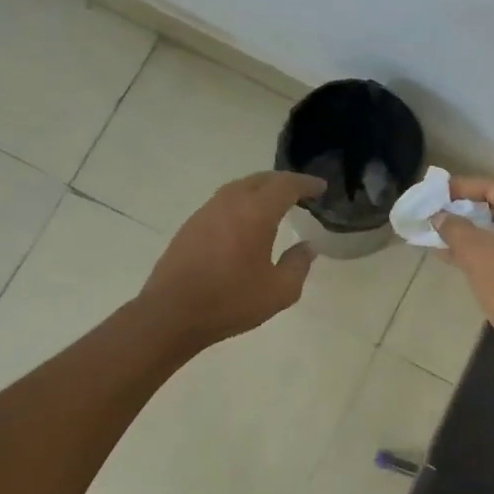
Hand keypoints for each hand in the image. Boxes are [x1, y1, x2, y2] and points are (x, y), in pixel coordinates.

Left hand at [138, 170, 325, 348]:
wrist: (172, 313)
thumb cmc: (231, 301)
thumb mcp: (279, 291)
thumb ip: (298, 265)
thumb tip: (307, 247)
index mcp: (255, 212)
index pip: (286, 186)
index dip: (306, 184)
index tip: (321, 188)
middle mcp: (230, 202)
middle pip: (261, 179)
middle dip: (283, 182)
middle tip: (301, 193)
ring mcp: (206, 212)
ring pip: (239, 188)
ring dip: (260, 191)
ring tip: (275, 205)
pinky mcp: (191, 225)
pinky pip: (223, 203)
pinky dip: (242, 204)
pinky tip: (246, 223)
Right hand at [436, 178, 493, 378]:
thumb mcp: (476, 252)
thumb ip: (455, 228)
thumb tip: (439, 216)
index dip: (464, 187)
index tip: (437, 190)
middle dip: (467, 210)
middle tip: (438, 210)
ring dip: (471, 233)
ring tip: (439, 233)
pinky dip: (482, 252)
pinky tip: (453, 257)